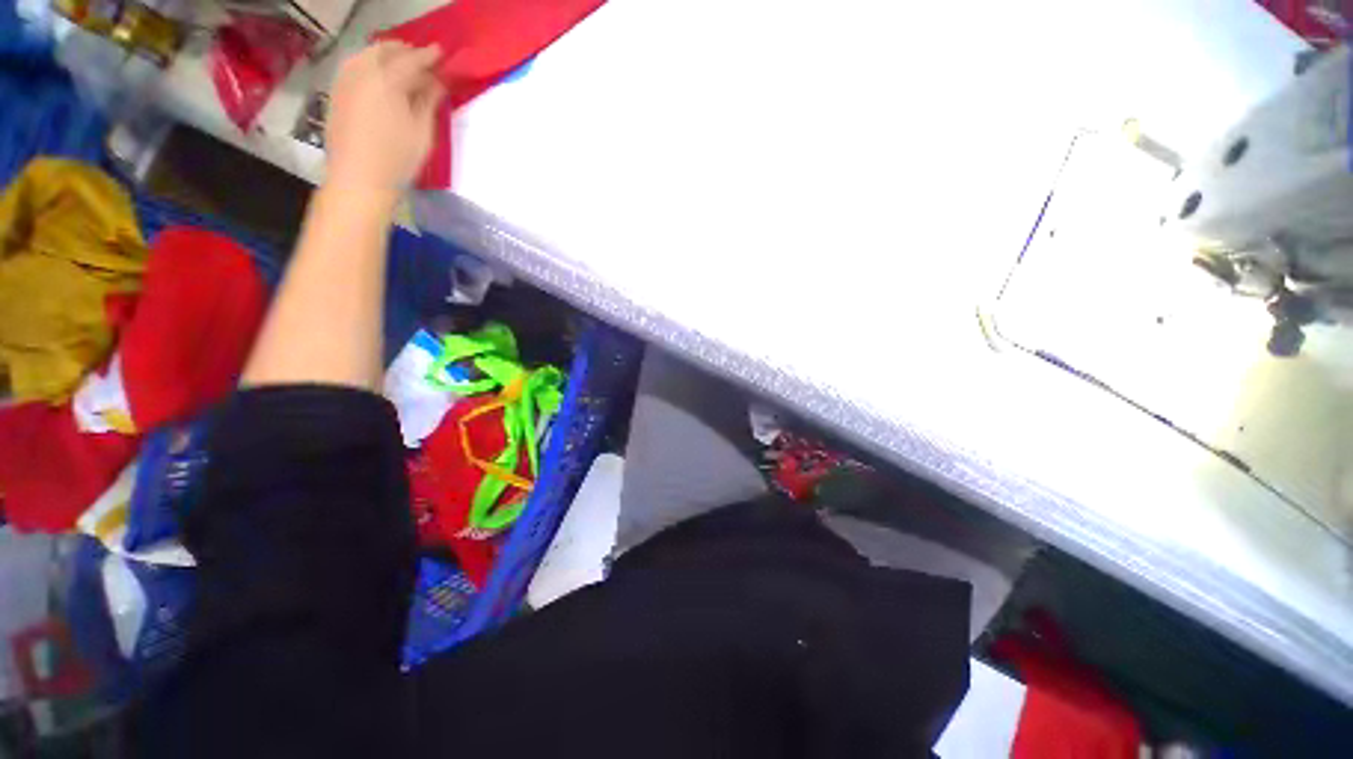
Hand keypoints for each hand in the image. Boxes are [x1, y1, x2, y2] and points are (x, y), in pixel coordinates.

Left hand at [325, 41, 445, 196]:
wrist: (358, 180)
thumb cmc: (398, 160)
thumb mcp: (422, 133)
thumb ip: (428, 101)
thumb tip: (437, 82)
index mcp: (388, 81)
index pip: (412, 59)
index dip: (429, 56)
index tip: (442, 54)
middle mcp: (363, 72)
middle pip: (385, 50)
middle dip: (406, 51)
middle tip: (424, 60)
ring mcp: (345, 80)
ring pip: (367, 54)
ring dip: (387, 55)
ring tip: (403, 66)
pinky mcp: (337, 92)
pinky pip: (354, 65)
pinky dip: (370, 63)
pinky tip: (381, 76)